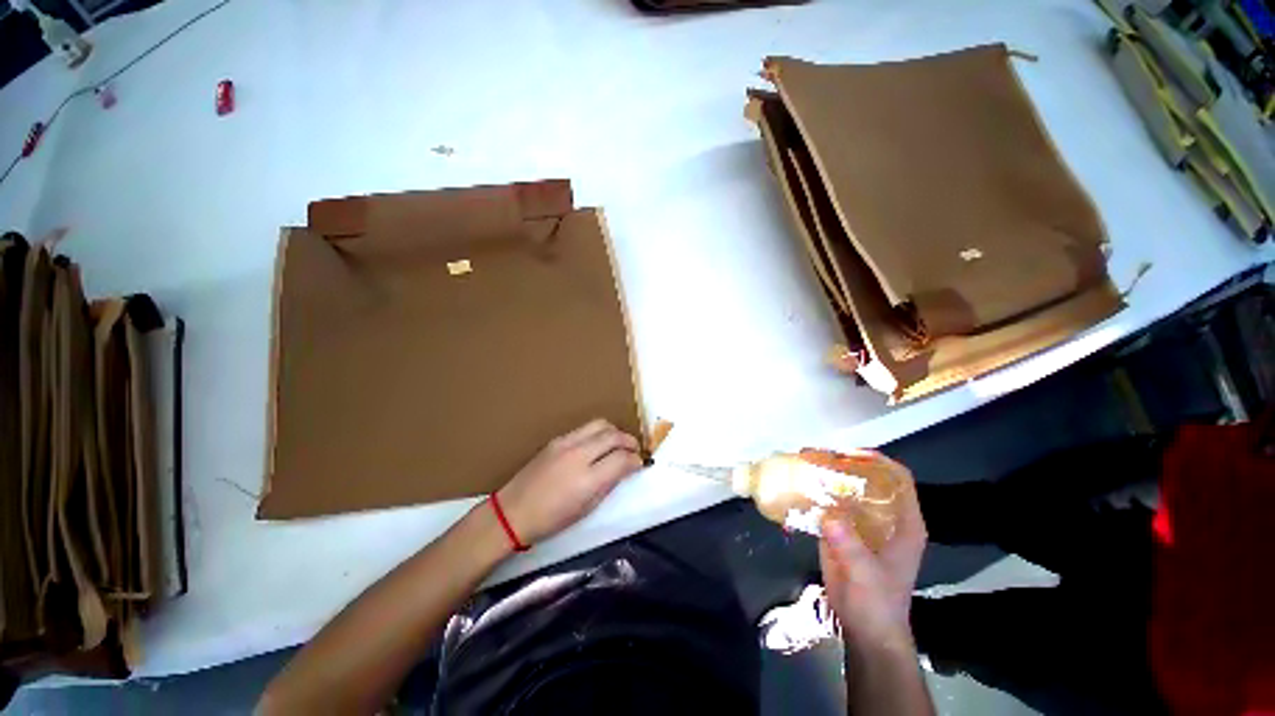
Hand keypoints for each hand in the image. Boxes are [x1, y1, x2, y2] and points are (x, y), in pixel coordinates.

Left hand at [496, 419, 642, 545]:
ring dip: (615, 432)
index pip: (622, 459)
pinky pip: (585, 428)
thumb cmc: (552, 519)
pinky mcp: (557, 439)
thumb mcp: (586, 508)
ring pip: (600, 424)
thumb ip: (609, 484)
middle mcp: (578, 455)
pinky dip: (598, 433)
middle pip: (614, 435)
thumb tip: (625, 468)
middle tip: (635, 450)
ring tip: (618, 444)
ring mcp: (566, 443)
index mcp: (587, 480)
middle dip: (629, 441)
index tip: (640, 463)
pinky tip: (597, 445)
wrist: (512, 511)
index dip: (636, 460)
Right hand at [819, 467, 925, 651]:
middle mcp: (883, 517)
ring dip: (824, 475)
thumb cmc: (877, 603)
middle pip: (867, 479)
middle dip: (843, 464)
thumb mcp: (868, 575)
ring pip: (845, 489)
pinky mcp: (840, 531)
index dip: (877, 461)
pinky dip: (813, 494)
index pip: (898, 480)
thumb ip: (851, 546)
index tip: (848, 454)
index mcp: (903, 523)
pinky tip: (795, 487)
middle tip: (816, 455)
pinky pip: (827, 504)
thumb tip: (828, 515)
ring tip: (801, 464)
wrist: (864, 629)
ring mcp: (860, 523)